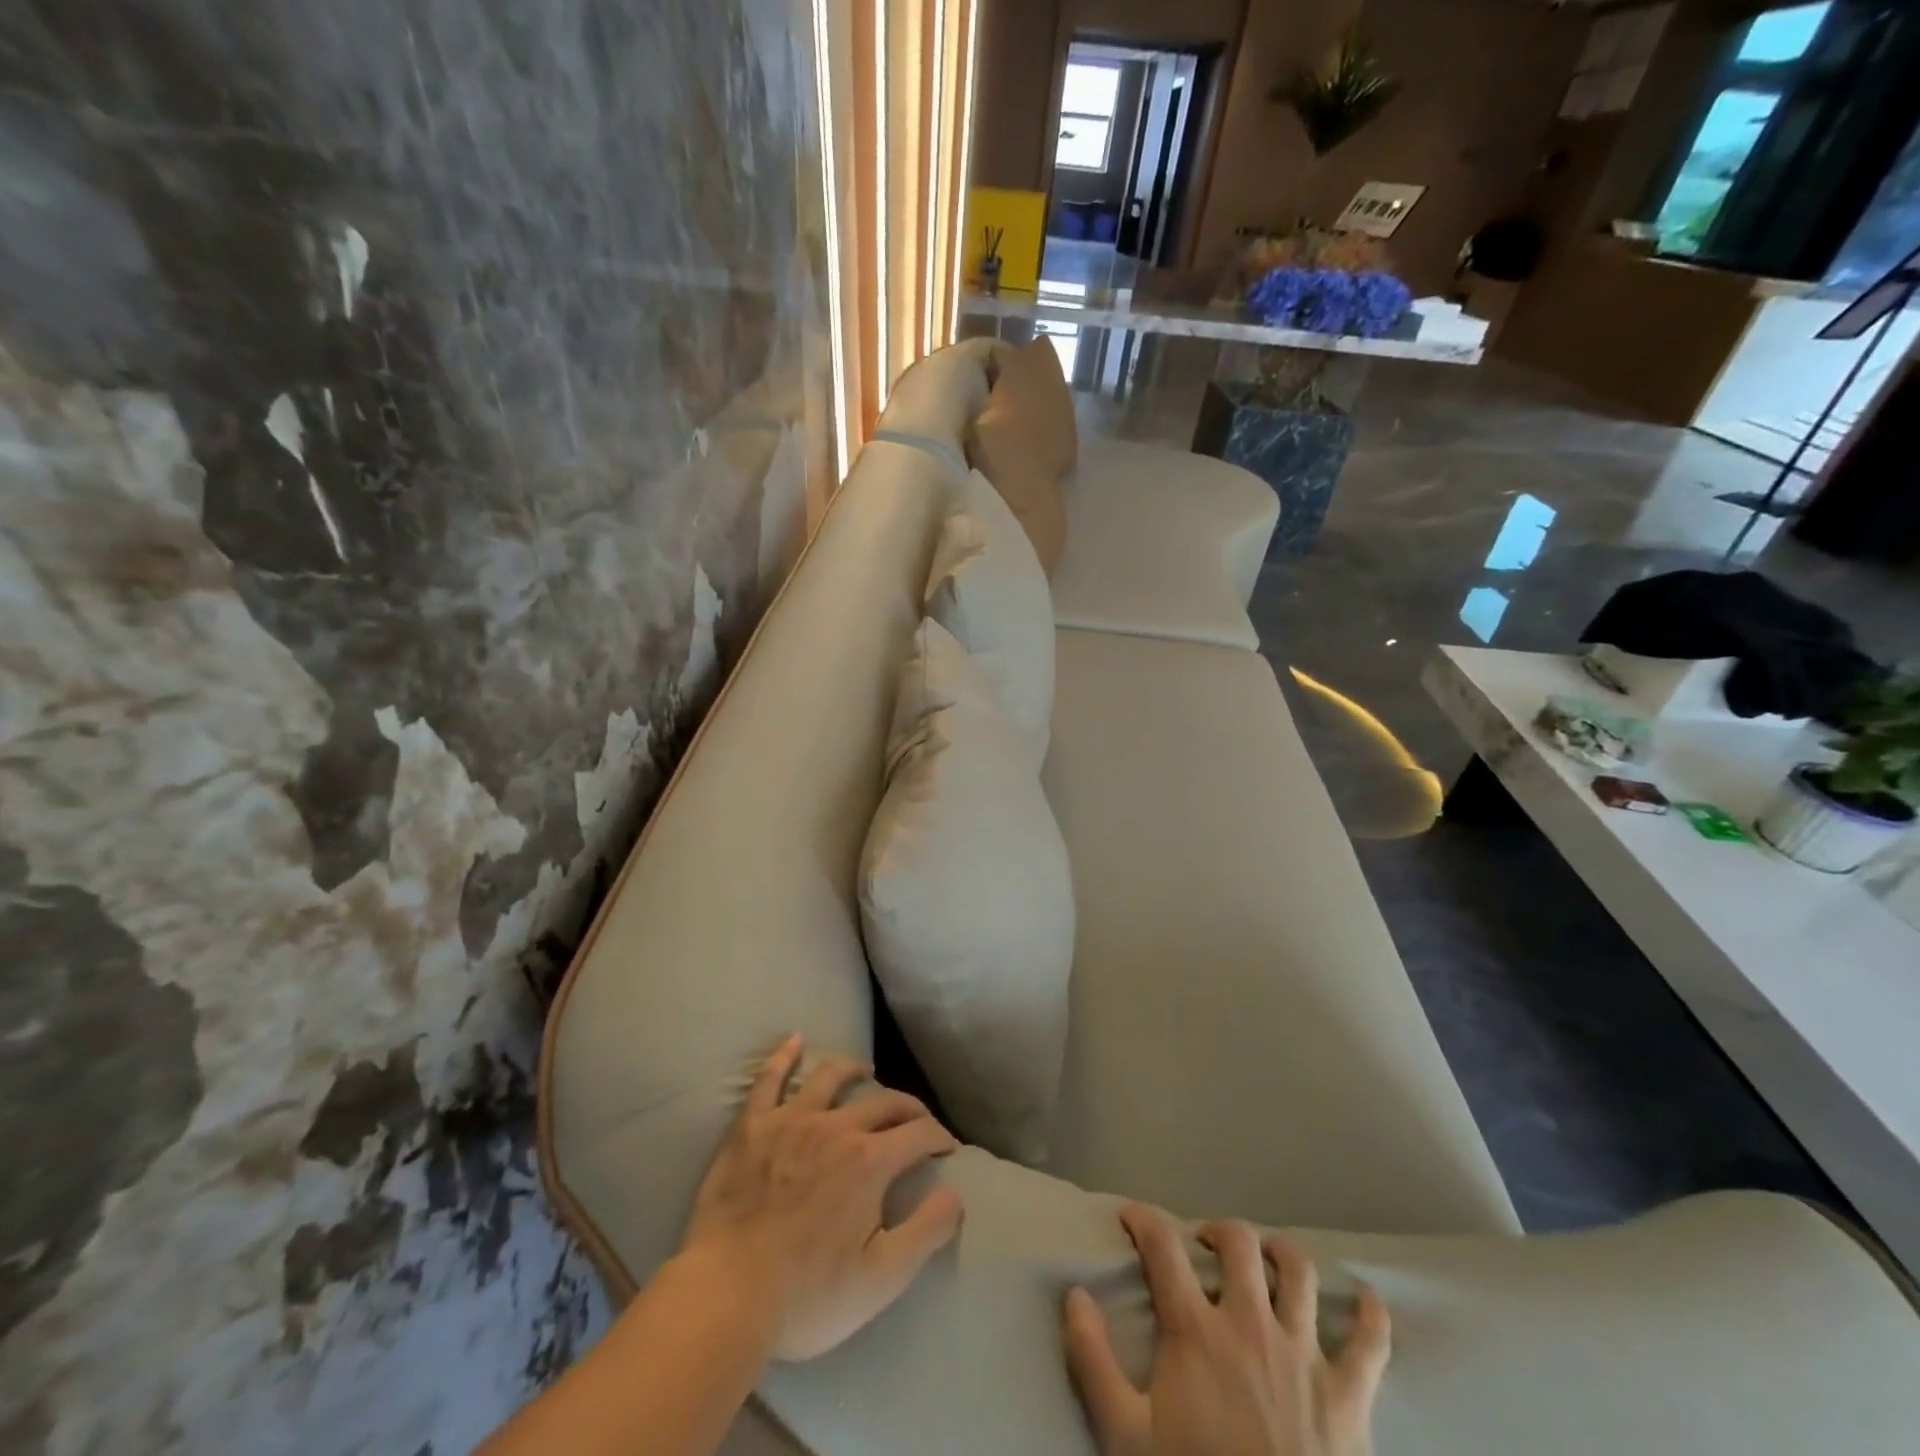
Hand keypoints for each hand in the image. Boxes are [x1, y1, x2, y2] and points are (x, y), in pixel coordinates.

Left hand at [679, 1034, 964, 1361]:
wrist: (726, 1296)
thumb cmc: (807, 1296)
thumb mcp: (882, 1279)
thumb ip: (927, 1231)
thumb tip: (956, 1193)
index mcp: (870, 1161)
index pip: (919, 1134)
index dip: (939, 1138)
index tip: (947, 1148)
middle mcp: (836, 1127)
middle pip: (883, 1102)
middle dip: (908, 1108)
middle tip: (916, 1120)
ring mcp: (791, 1120)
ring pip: (830, 1076)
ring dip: (854, 1069)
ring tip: (865, 1071)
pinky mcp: (752, 1126)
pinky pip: (769, 1079)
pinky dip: (784, 1056)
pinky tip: (794, 1041)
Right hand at [1064, 1204, 1389, 1455]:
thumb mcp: (1126, 1437)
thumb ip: (1093, 1362)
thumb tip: (1074, 1294)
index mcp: (1197, 1331)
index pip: (1163, 1248)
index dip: (1144, 1219)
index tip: (1131, 1215)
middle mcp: (1251, 1324)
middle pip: (1239, 1243)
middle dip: (1218, 1231)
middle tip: (1204, 1245)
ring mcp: (1305, 1355)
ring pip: (1300, 1272)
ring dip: (1281, 1253)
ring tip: (1268, 1256)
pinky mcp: (1350, 1396)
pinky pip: (1371, 1343)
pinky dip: (1371, 1317)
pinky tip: (1367, 1301)